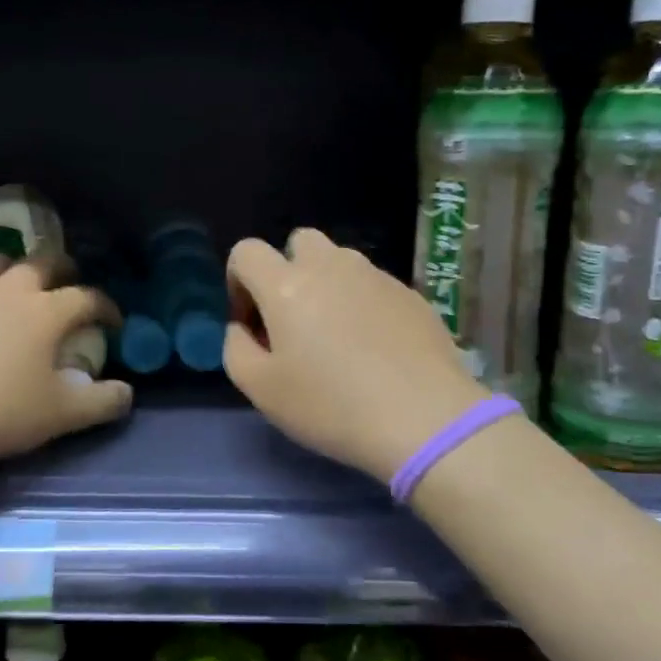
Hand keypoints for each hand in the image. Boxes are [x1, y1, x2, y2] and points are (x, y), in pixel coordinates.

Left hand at [0, 255, 131, 464]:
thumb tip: (128, 392)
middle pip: (42, 262)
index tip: (113, 323)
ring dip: (7, 271)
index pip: (88, 297)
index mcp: (46, 312)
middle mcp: (8, 290)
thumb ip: (103, 402)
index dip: (106, 307)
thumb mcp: (62, 415)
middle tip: (67, 283)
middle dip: (62, 268)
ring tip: (11, 287)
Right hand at [223, 229, 488, 484]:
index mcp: (286, 285)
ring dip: (328, 284)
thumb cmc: (331, 406)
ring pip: (340, 261)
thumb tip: (243, 327)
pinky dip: (363, 303)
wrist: (424, 419)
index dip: (238, 281)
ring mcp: (376, 276)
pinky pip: (374, 285)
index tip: (251, 322)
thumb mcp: (261, 390)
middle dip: (287, 270)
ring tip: (338, 335)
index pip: (247, 251)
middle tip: (294, 320)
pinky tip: (375, 348)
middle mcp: (331, 266)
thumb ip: (236, 347)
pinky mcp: (410, 294)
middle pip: (299, 241)